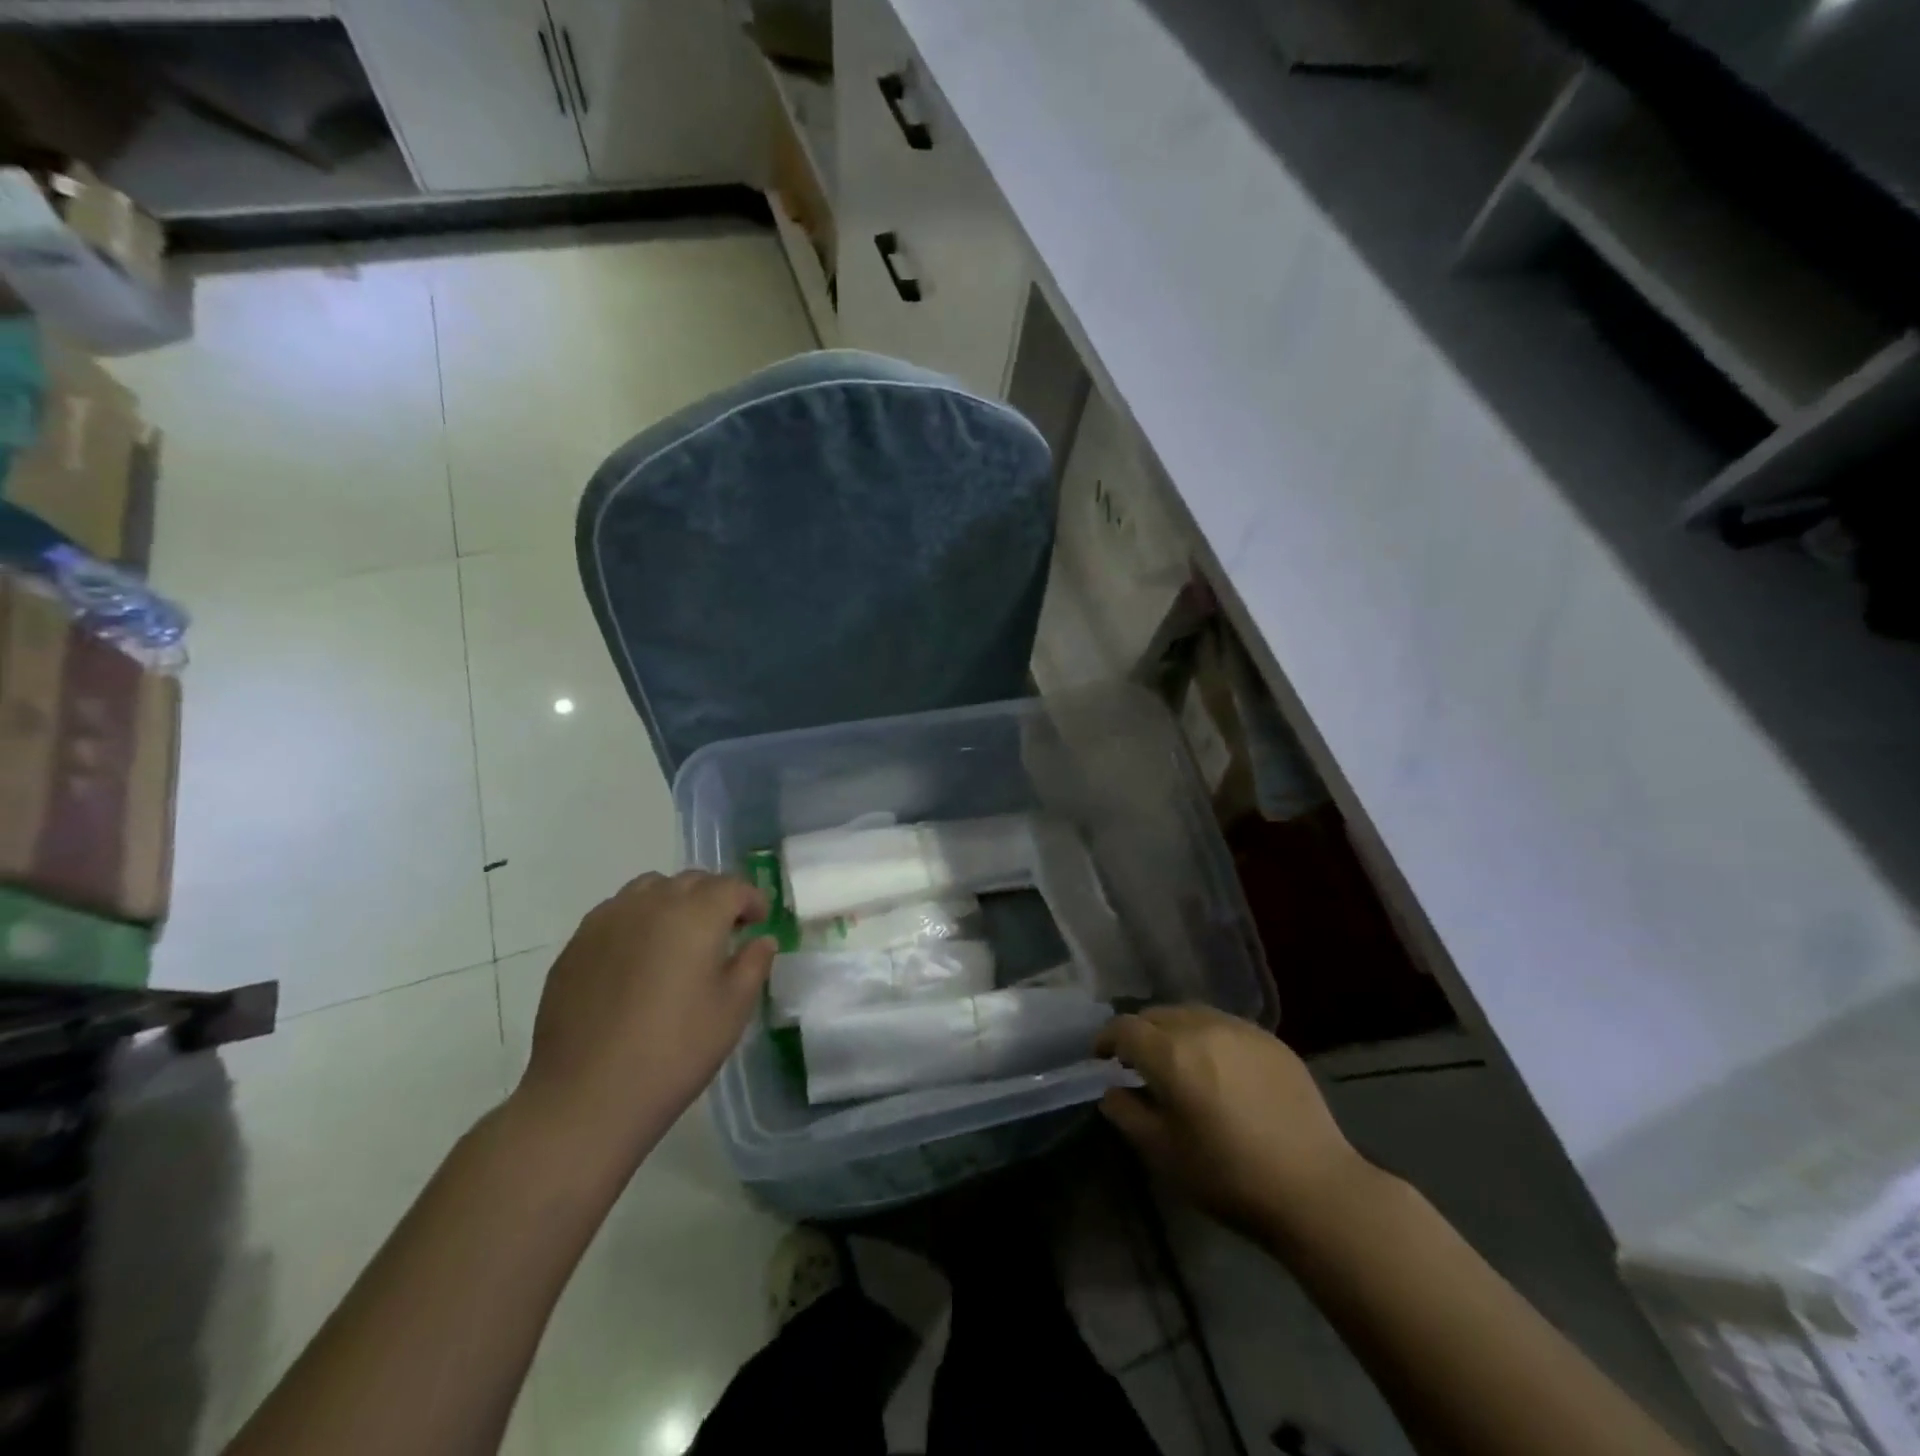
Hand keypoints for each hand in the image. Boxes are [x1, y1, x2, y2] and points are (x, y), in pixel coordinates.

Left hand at [514, 871, 775, 1168]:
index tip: (759, 921)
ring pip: (649, 889)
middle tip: (725, 930)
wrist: (587, 1095)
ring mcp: (607, 920)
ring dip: (673, 902)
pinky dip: (638, 920)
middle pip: (691, 881)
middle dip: (714, 897)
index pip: (732, 887)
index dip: (751, 899)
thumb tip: (760, 940)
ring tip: (679, 938)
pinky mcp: (576, 945)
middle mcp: (651, 903)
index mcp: (696, 914)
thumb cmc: (675, 1051)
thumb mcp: (732, 1010)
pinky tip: (638, 959)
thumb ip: (752, 964)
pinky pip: (616, 913)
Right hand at [1098, 1006, 1370, 1236]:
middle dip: (1140, 1033)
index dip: (1107, 1039)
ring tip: (1178, 1061)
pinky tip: (1219, 1070)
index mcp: (1171, 1054)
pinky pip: (1226, 1027)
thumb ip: (1128, 1115)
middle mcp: (1203, 1028)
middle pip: (1158, 1015)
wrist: (1315, 1190)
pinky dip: (1209, 1038)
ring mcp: (1242, 1030)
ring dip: (1175, 1031)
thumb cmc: (1229, 1177)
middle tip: (1137, 1062)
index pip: (1125, 1028)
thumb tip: (1113, 1090)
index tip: (1101, 1058)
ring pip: (1193, 1015)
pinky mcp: (1272, 1042)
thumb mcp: (1164, 1155)